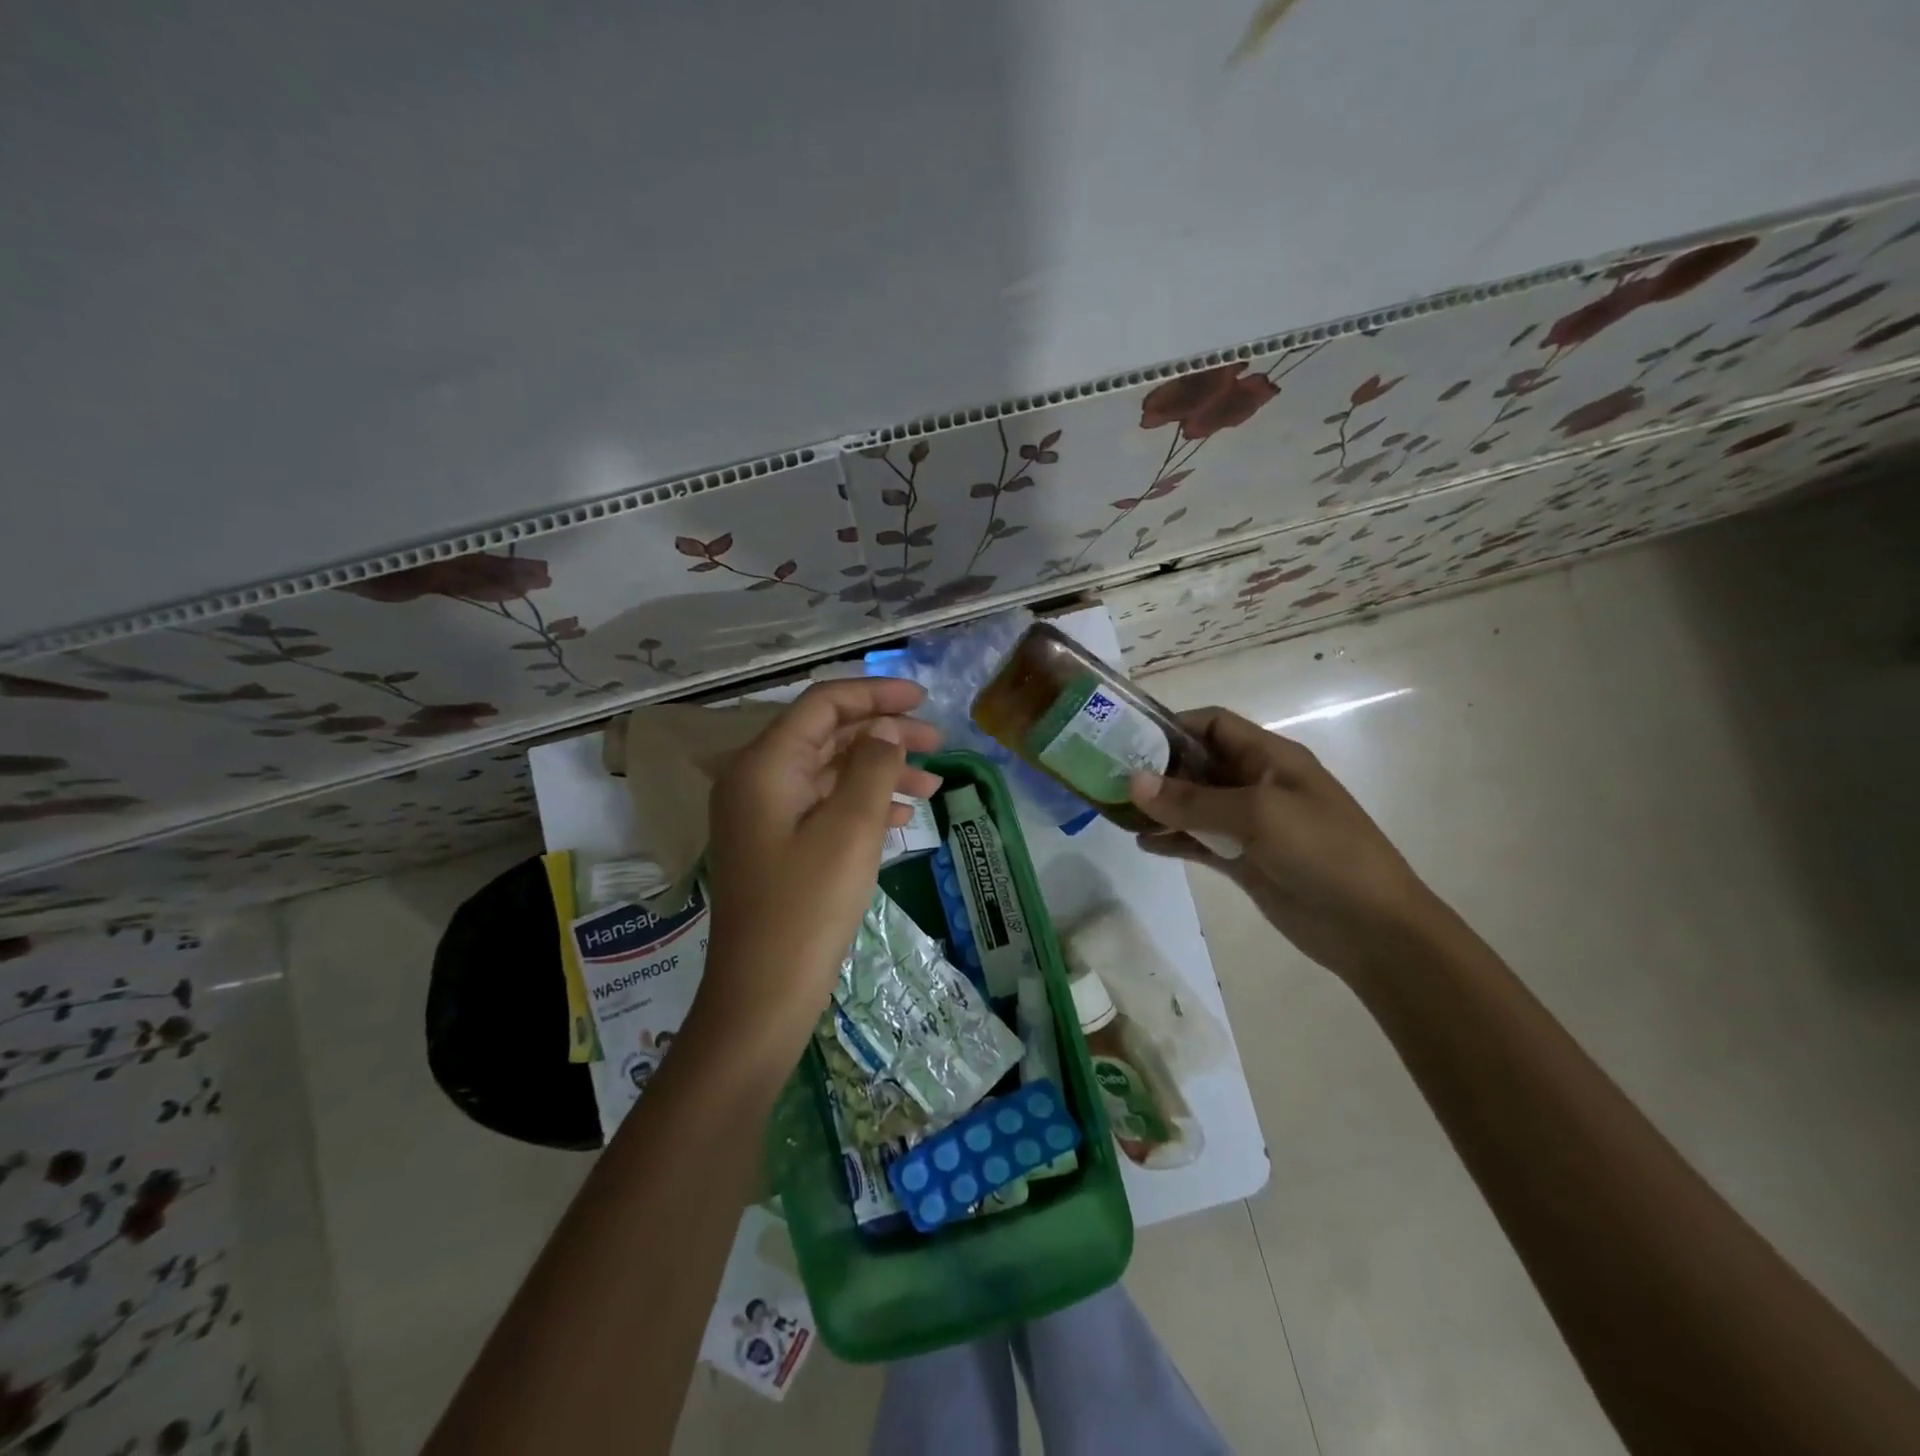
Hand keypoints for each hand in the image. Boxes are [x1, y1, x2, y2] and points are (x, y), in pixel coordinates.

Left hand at [696, 679, 942, 1073]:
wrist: (764, 994)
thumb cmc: (808, 906)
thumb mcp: (851, 829)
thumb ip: (872, 766)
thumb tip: (885, 730)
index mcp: (766, 765)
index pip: (823, 705)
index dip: (875, 694)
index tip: (923, 699)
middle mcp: (758, 781)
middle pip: (828, 736)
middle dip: (885, 735)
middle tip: (939, 744)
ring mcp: (766, 816)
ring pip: (831, 773)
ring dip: (881, 773)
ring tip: (933, 787)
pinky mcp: (778, 846)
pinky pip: (825, 807)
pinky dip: (863, 805)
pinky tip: (901, 818)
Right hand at [1128, 706, 1442, 981]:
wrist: (1372, 928)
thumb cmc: (1323, 852)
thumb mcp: (1258, 815)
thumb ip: (1193, 800)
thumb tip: (1133, 781)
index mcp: (1270, 757)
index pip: (1213, 725)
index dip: (1172, 726)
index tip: (1127, 738)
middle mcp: (1257, 784)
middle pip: (1198, 764)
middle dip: (1157, 769)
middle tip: (1108, 776)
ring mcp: (1250, 825)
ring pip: (1194, 805)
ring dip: (1160, 807)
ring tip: (1116, 812)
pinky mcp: (1245, 861)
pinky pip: (1199, 841)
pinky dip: (1173, 840)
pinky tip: (1143, 844)